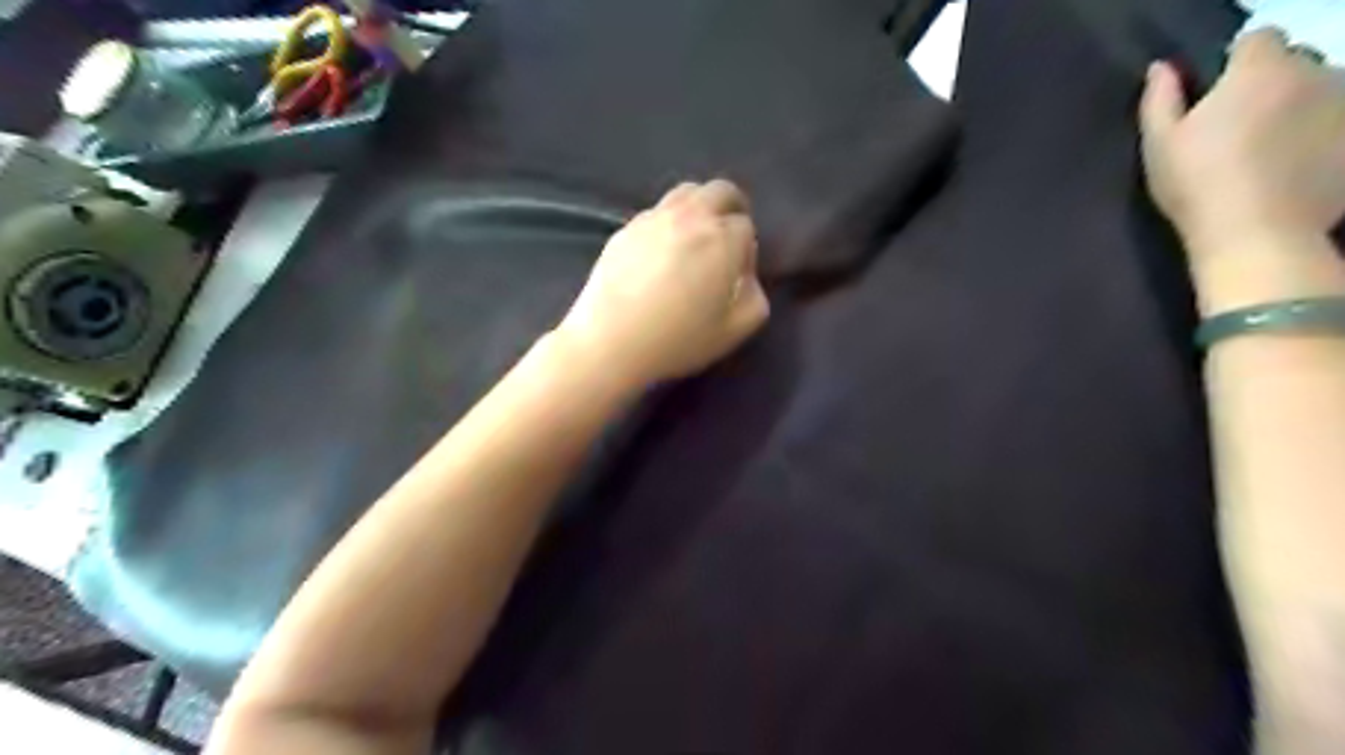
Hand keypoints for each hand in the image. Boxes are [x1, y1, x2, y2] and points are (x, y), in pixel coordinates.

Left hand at [555, 176, 765, 385]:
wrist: (611, 342)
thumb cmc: (679, 340)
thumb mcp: (736, 330)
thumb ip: (755, 298)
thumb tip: (747, 279)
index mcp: (722, 239)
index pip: (746, 227)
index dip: (747, 251)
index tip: (737, 275)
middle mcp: (690, 217)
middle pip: (721, 191)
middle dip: (732, 209)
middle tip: (728, 239)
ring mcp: (654, 218)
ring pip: (687, 193)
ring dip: (700, 207)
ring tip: (695, 238)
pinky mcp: (625, 228)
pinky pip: (657, 212)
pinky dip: (669, 221)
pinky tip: (661, 252)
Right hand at [1139, 29, 1344, 252]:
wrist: (1257, 233)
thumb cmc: (1196, 184)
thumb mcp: (1159, 145)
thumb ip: (1160, 100)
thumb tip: (1161, 69)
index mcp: (1259, 70)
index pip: (1258, 38)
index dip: (1235, 62)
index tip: (1215, 96)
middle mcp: (1314, 73)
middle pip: (1295, 64)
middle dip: (1272, 84)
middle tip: (1239, 128)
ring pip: (1322, 93)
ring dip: (1300, 109)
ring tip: (1270, 151)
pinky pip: (1336, 128)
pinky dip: (1320, 140)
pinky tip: (1292, 171)